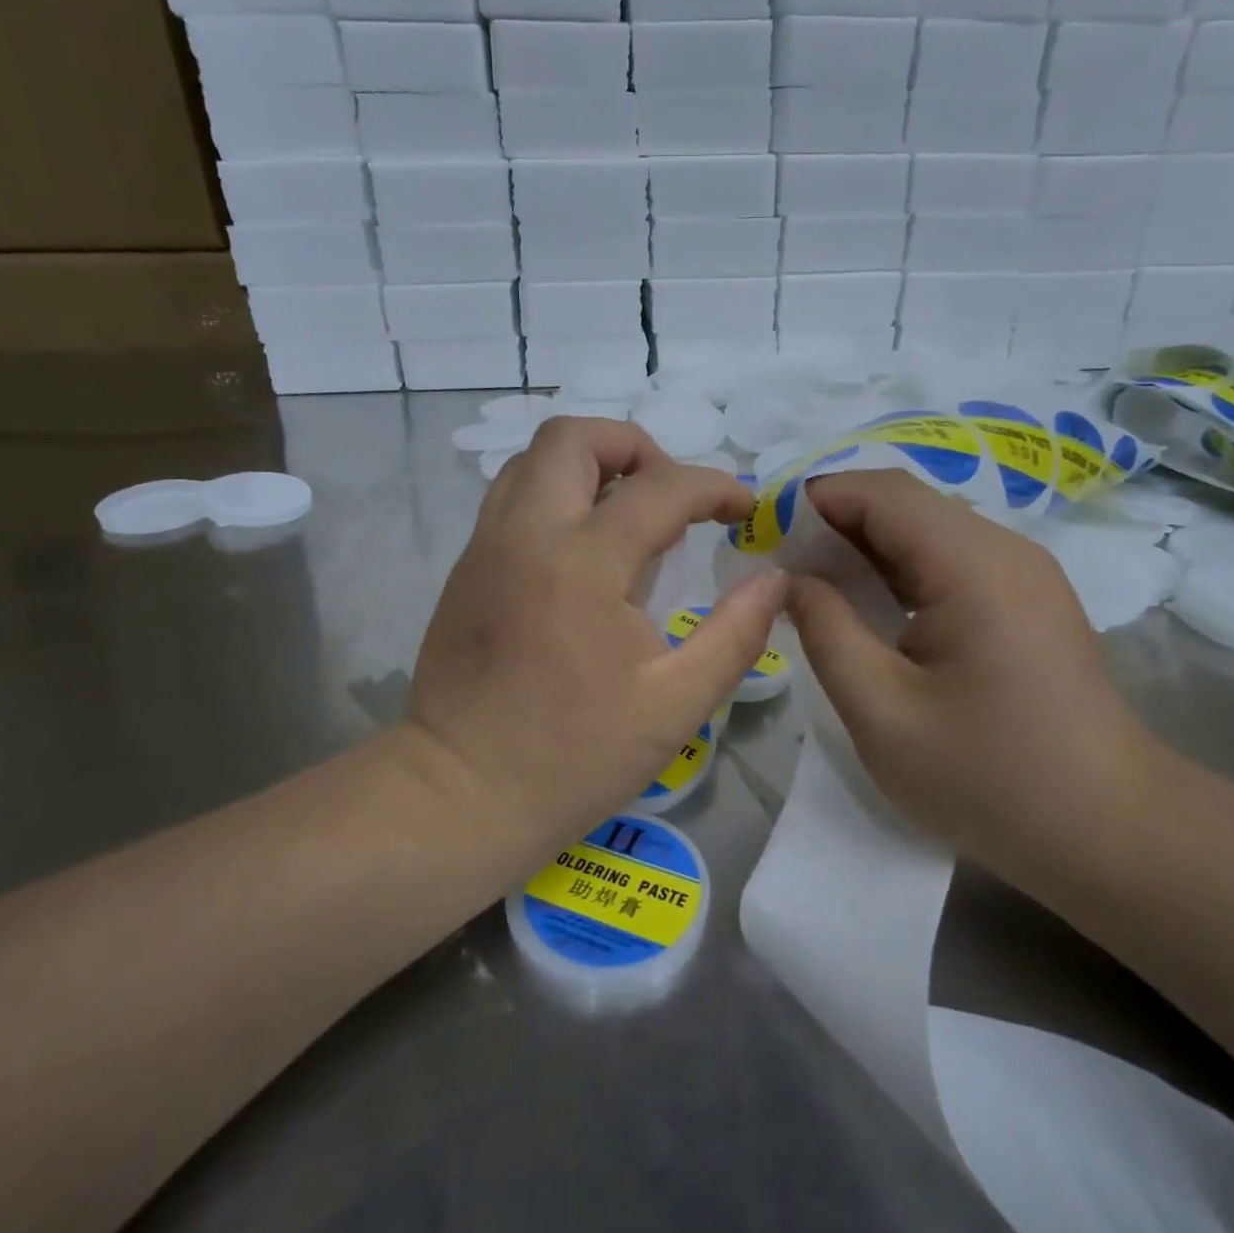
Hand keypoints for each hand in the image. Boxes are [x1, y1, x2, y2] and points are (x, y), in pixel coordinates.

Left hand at [407, 417, 787, 840]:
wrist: (459, 795)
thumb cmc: (572, 757)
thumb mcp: (675, 705)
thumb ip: (736, 634)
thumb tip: (773, 579)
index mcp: (582, 563)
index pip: (661, 488)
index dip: (715, 486)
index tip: (743, 510)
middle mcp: (525, 534)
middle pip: (573, 437)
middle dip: (635, 447)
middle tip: (669, 497)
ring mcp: (485, 547)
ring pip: (532, 460)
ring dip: (588, 466)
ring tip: (627, 514)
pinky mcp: (466, 569)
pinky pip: (511, 497)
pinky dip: (555, 495)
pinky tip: (583, 550)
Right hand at [785, 470, 1160, 875]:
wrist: (1108, 833)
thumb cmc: (987, 777)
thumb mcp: (880, 709)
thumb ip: (825, 629)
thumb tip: (789, 577)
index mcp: (972, 564)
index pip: (881, 493)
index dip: (814, 500)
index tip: (762, 534)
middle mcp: (1005, 549)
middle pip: (905, 504)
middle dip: (834, 523)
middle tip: (780, 567)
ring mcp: (1023, 574)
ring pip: (926, 531)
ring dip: (865, 547)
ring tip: (814, 588)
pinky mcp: (1027, 601)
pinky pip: (949, 561)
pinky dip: (898, 571)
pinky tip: (870, 609)